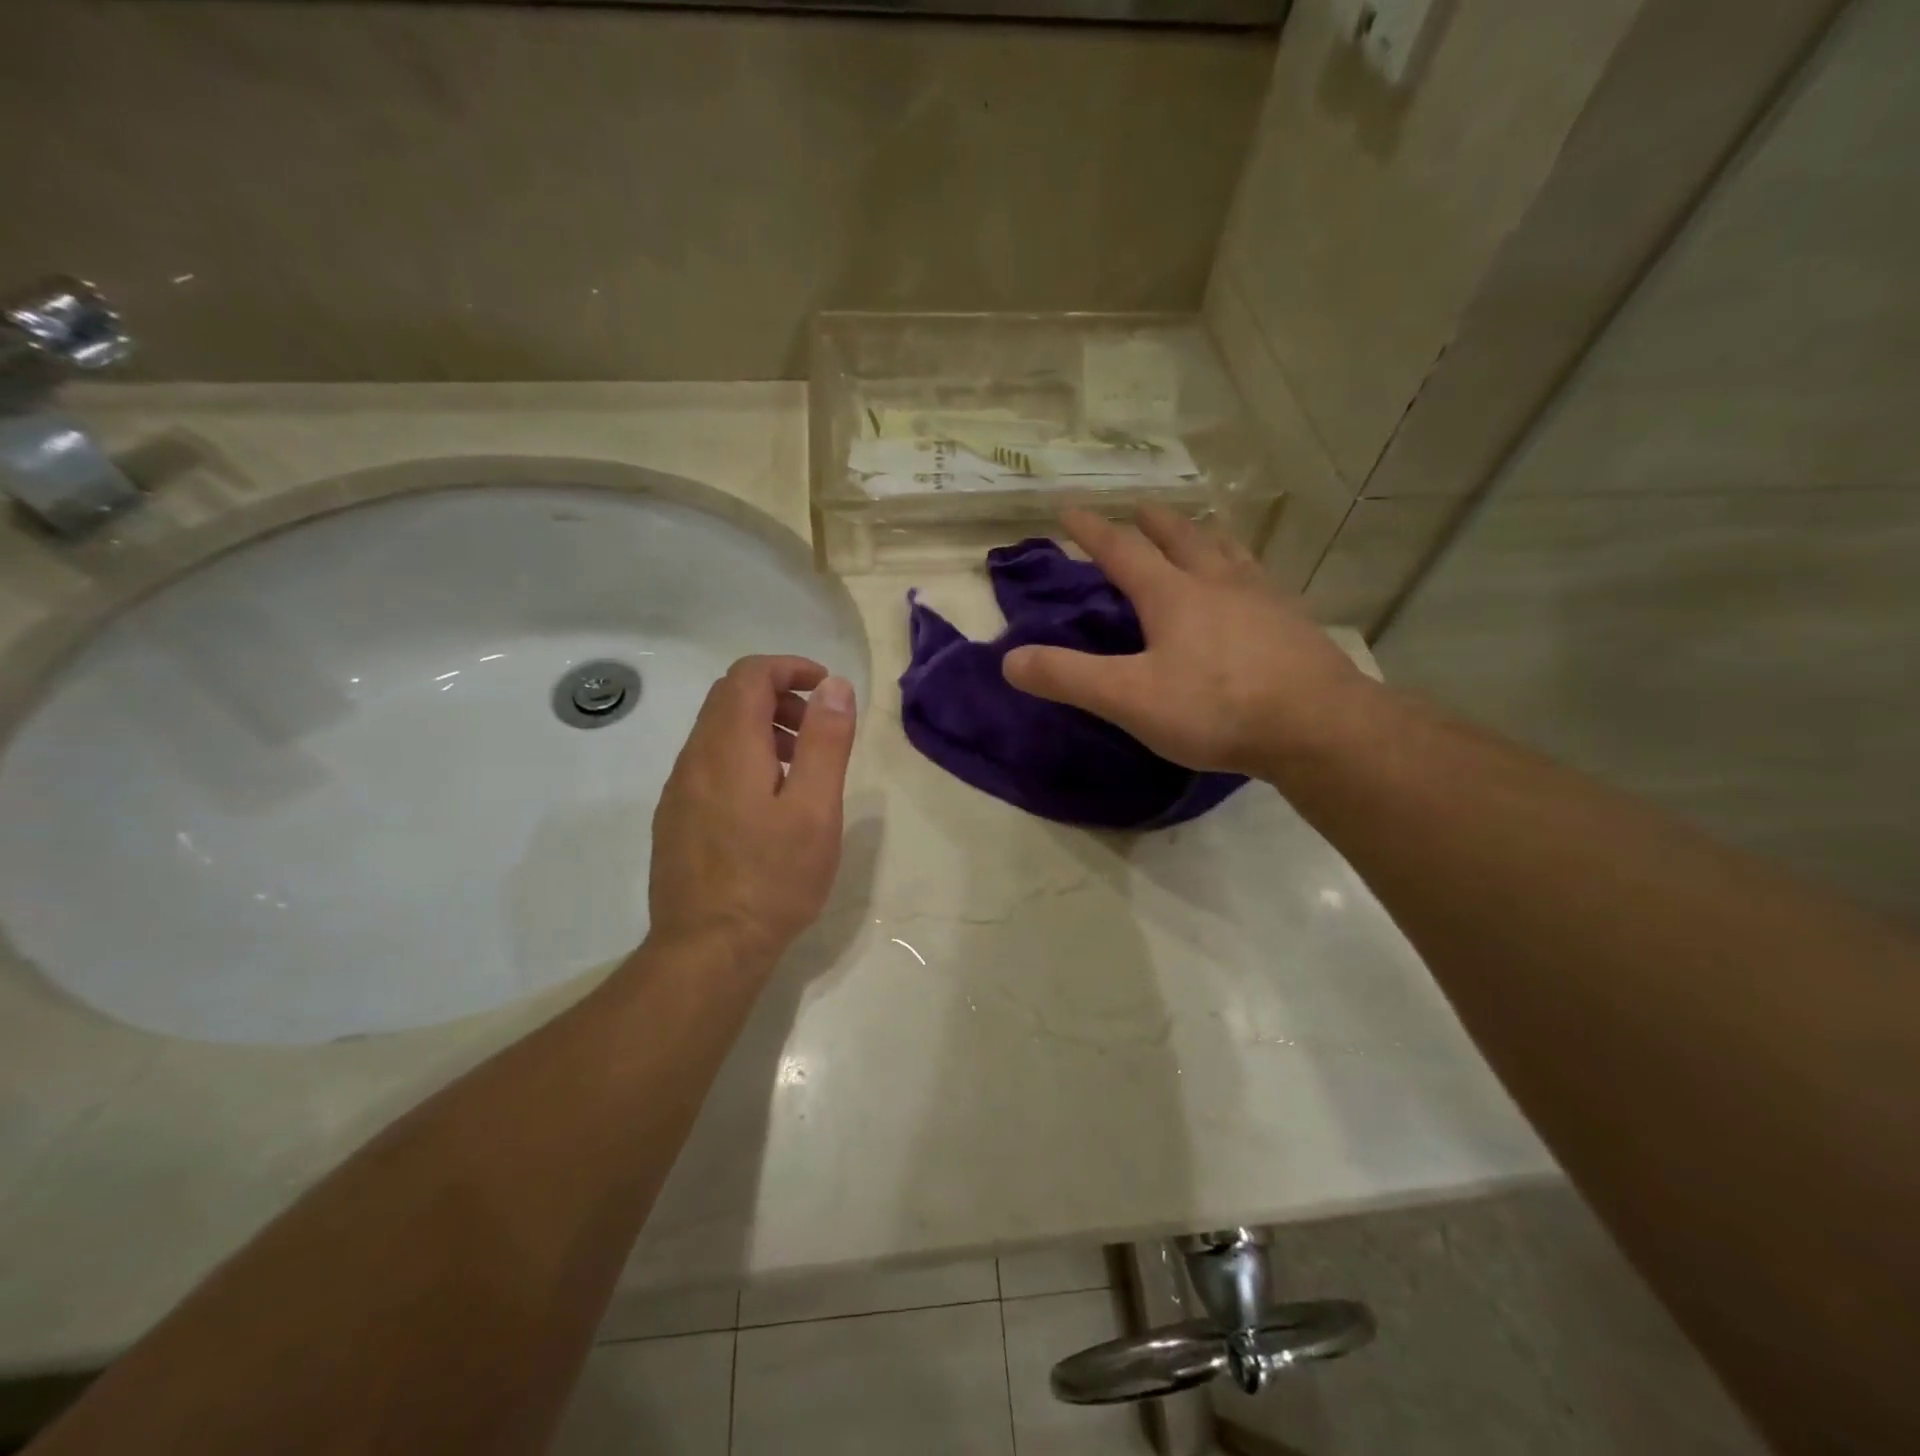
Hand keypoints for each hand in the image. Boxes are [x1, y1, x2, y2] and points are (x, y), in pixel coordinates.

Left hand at [648, 656, 857, 970]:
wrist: (707, 950)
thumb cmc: (772, 878)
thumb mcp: (815, 808)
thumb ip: (825, 741)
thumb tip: (834, 686)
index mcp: (728, 747)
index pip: (749, 675)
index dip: (790, 668)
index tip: (826, 688)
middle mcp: (694, 758)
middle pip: (729, 698)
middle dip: (779, 696)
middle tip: (819, 729)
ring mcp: (679, 791)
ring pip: (717, 732)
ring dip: (761, 728)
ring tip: (800, 767)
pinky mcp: (675, 819)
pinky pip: (708, 765)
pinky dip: (742, 758)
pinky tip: (768, 803)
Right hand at [1002, 506, 1373, 780]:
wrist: (1316, 725)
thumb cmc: (1215, 708)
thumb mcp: (1129, 698)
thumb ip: (1069, 677)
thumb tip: (1009, 660)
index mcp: (1173, 594)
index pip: (1123, 551)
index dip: (1092, 530)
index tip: (1069, 509)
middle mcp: (1217, 582)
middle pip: (1181, 538)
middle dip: (1154, 522)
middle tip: (1140, 508)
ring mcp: (1262, 598)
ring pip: (1227, 551)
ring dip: (1204, 535)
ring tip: (1199, 530)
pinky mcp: (1293, 622)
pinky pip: (1261, 579)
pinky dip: (1244, 568)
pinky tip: (1252, 584)